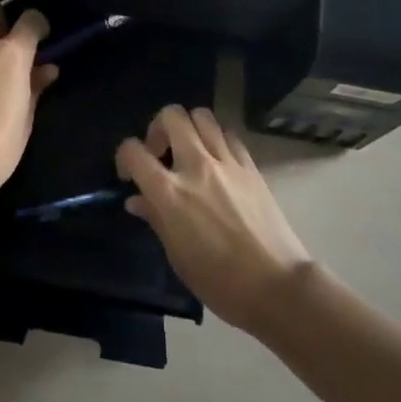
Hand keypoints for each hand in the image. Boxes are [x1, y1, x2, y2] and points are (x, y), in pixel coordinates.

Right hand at [116, 106, 312, 335]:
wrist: (276, 286)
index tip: (130, 174)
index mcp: (170, 193)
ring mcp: (226, 162)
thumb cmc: (220, 282)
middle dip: (158, 128)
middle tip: (161, 154)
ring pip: (201, 115)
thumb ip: (156, 219)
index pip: (133, 151)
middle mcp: (196, 166)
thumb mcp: (178, 257)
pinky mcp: (250, 165)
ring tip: (189, 151)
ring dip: (189, 127)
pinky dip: (216, 138)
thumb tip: (137, 200)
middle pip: (171, 116)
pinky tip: (217, 160)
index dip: (124, 156)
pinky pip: (228, 134)